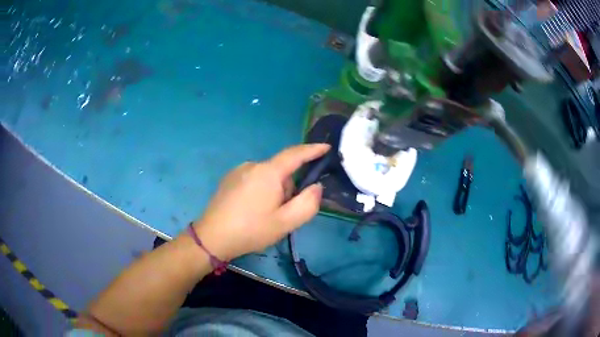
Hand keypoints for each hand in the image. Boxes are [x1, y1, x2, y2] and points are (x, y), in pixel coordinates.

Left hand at [192, 143, 329, 260]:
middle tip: (283, 214)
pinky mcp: (229, 179)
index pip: (295, 154)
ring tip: (264, 215)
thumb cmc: (251, 230)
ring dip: (274, 191)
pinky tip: (251, 210)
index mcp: (268, 172)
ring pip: (267, 176)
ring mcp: (238, 171)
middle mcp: (253, 165)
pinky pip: (254, 179)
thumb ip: (307, 203)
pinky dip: (261, 190)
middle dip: (288, 189)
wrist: (212, 237)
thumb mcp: (285, 222)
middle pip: (281, 171)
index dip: (313, 149)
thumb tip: (316, 186)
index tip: (327, 147)